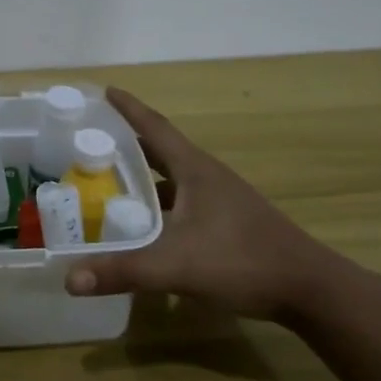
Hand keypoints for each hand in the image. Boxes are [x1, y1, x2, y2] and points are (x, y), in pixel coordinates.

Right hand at [64, 89, 355, 322]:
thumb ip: (123, 271)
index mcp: (195, 170)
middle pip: (159, 151)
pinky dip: (157, 207)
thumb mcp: (177, 266)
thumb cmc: (243, 261)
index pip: (154, 127)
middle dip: (125, 144)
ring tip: (105, 183)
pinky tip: (141, 228)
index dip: (128, 108)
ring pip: (170, 180)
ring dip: (141, 178)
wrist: (311, 290)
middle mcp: (206, 177)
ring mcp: (219, 200)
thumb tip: (70, 279)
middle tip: (88, 143)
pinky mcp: (226, 223)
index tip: (102, 91)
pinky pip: (180, 203)